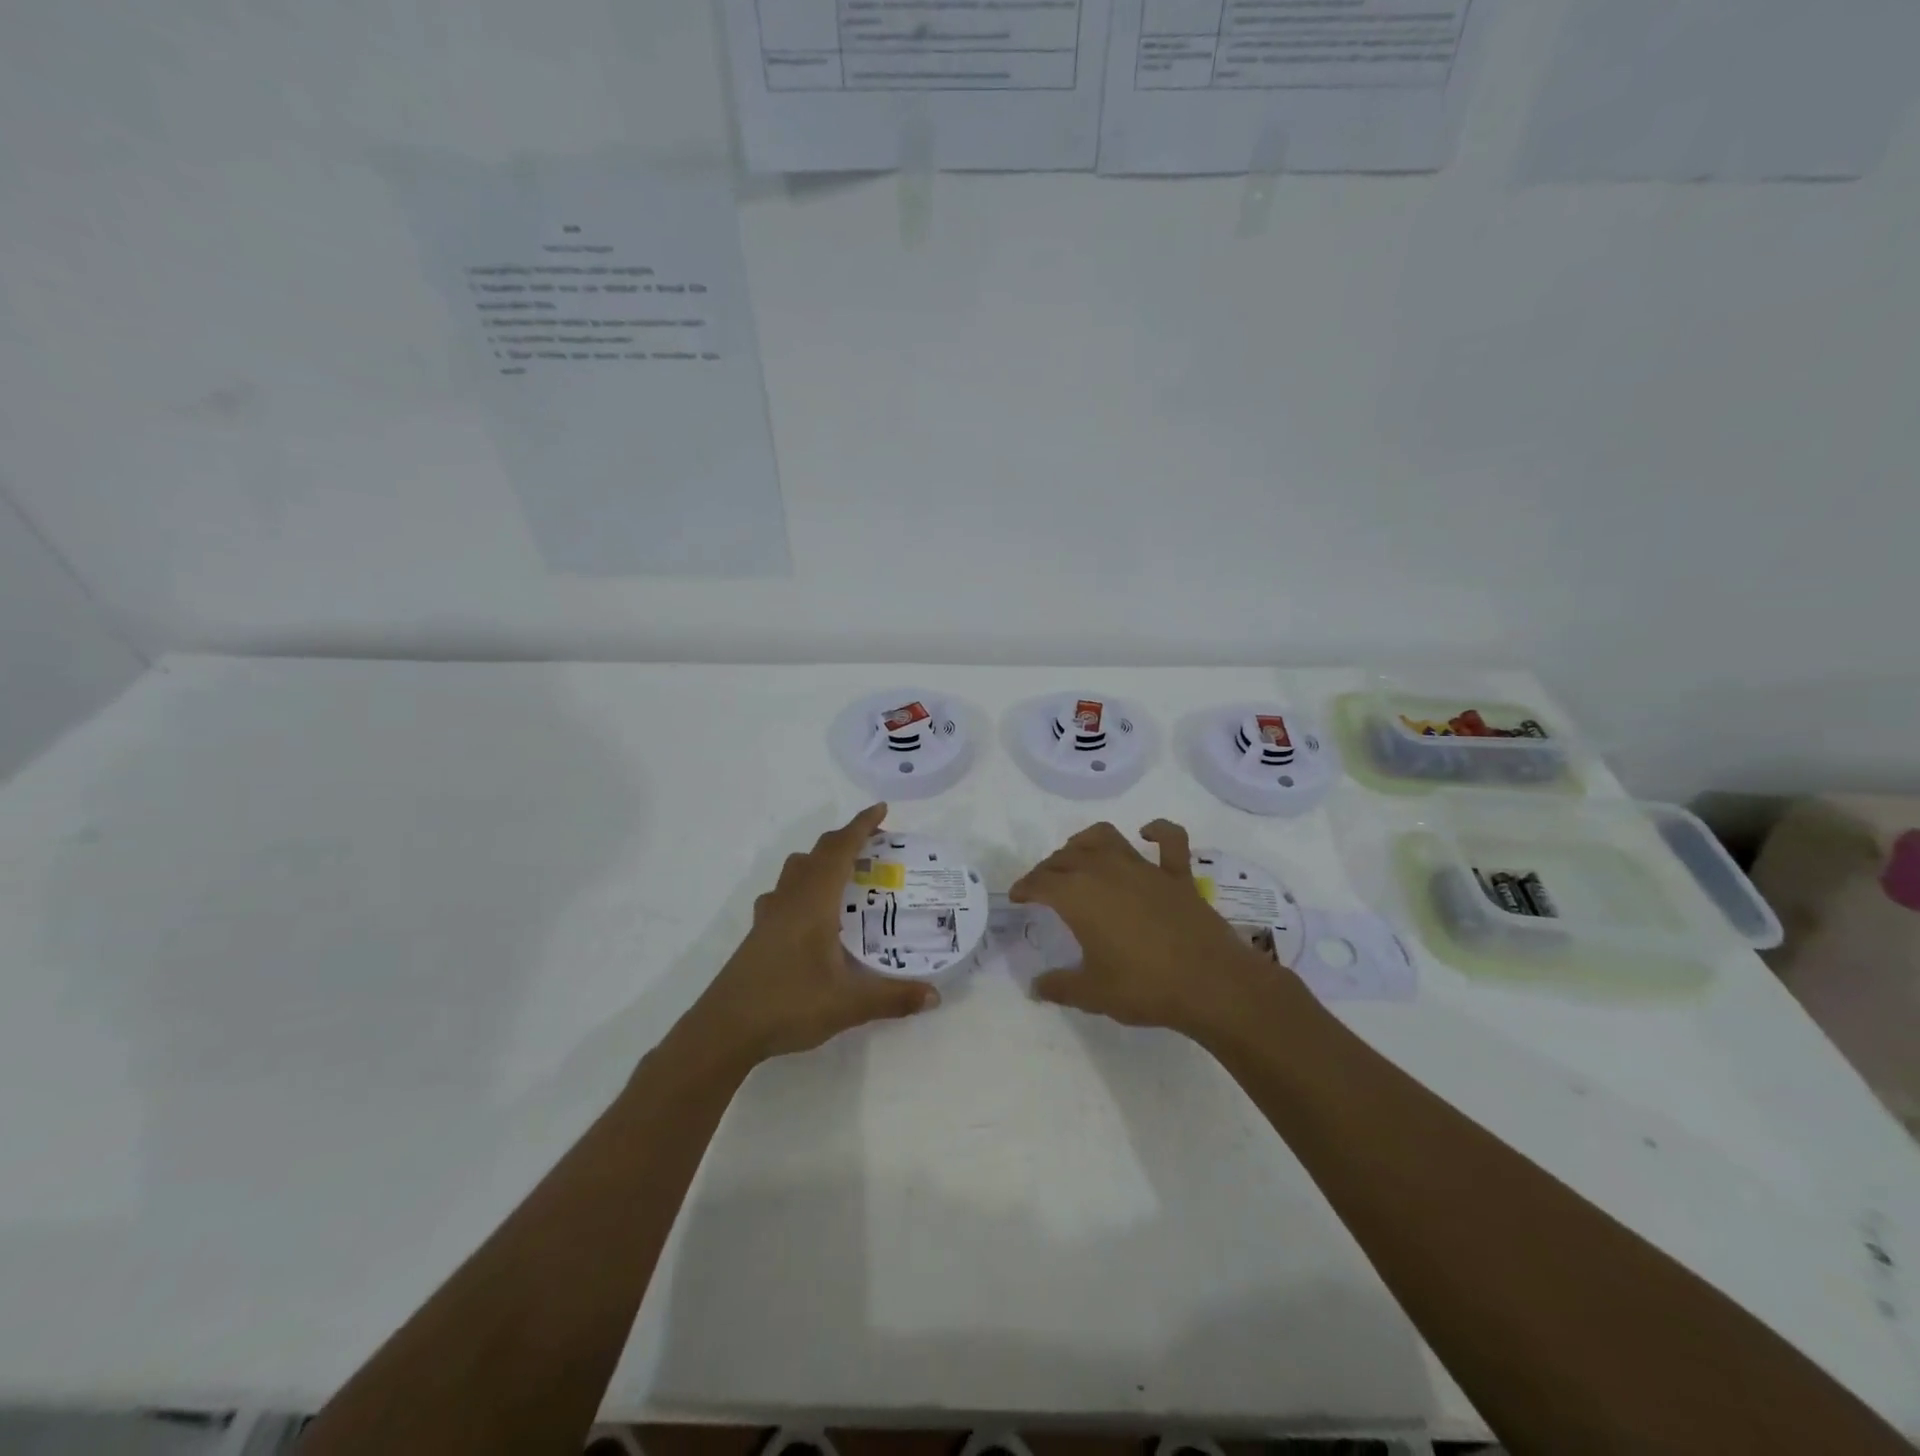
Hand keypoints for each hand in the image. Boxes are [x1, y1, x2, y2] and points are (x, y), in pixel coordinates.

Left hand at [690, 804, 938, 1063]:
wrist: (724, 1029)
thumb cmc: (788, 1005)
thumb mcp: (848, 1005)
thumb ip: (893, 998)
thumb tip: (935, 996)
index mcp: (814, 902)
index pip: (840, 850)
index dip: (861, 826)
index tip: (882, 809)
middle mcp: (791, 898)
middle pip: (818, 852)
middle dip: (847, 839)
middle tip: (877, 845)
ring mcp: (770, 914)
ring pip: (797, 869)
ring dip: (823, 859)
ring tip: (847, 874)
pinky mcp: (759, 932)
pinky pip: (785, 891)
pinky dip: (805, 885)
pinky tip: (812, 912)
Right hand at [1010, 819, 1293, 1038]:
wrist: (1211, 984)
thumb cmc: (1144, 987)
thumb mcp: (1092, 994)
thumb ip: (1059, 987)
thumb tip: (1036, 987)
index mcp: (1078, 896)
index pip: (1041, 882)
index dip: (1025, 887)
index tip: (1017, 896)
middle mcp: (1106, 872)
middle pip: (1067, 857)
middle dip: (1050, 867)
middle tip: (1044, 884)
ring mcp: (1144, 869)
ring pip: (1105, 838)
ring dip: (1085, 842)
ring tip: (1078, 854)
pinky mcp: (1177, 875)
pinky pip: (1169, 840)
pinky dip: (1157, 830)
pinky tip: (1146, 832)